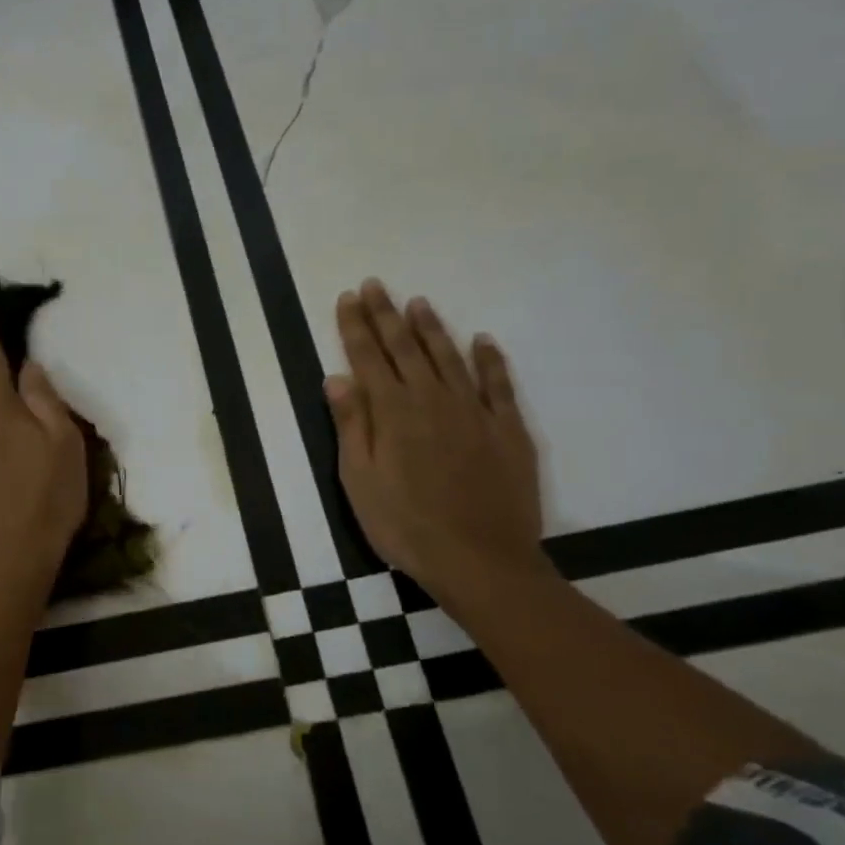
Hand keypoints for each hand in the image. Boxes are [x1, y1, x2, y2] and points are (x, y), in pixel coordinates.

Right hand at [325, 279, 548, 614]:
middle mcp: (433, 400)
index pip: (369, 358)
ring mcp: (474, 412)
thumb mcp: (360, 481)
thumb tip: (337, 378)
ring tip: (418, 302)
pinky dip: (489, 359)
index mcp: (393, 413)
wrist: (480, 559)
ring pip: (449, 357)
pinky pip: (498, 384)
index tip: (349, 297)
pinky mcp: (507, 429)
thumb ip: (351, 426)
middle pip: (406, 348)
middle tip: (376, 284)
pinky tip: (482, 340)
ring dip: (431, 328)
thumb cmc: (405, 525)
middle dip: (387, 315)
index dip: (356, 326)